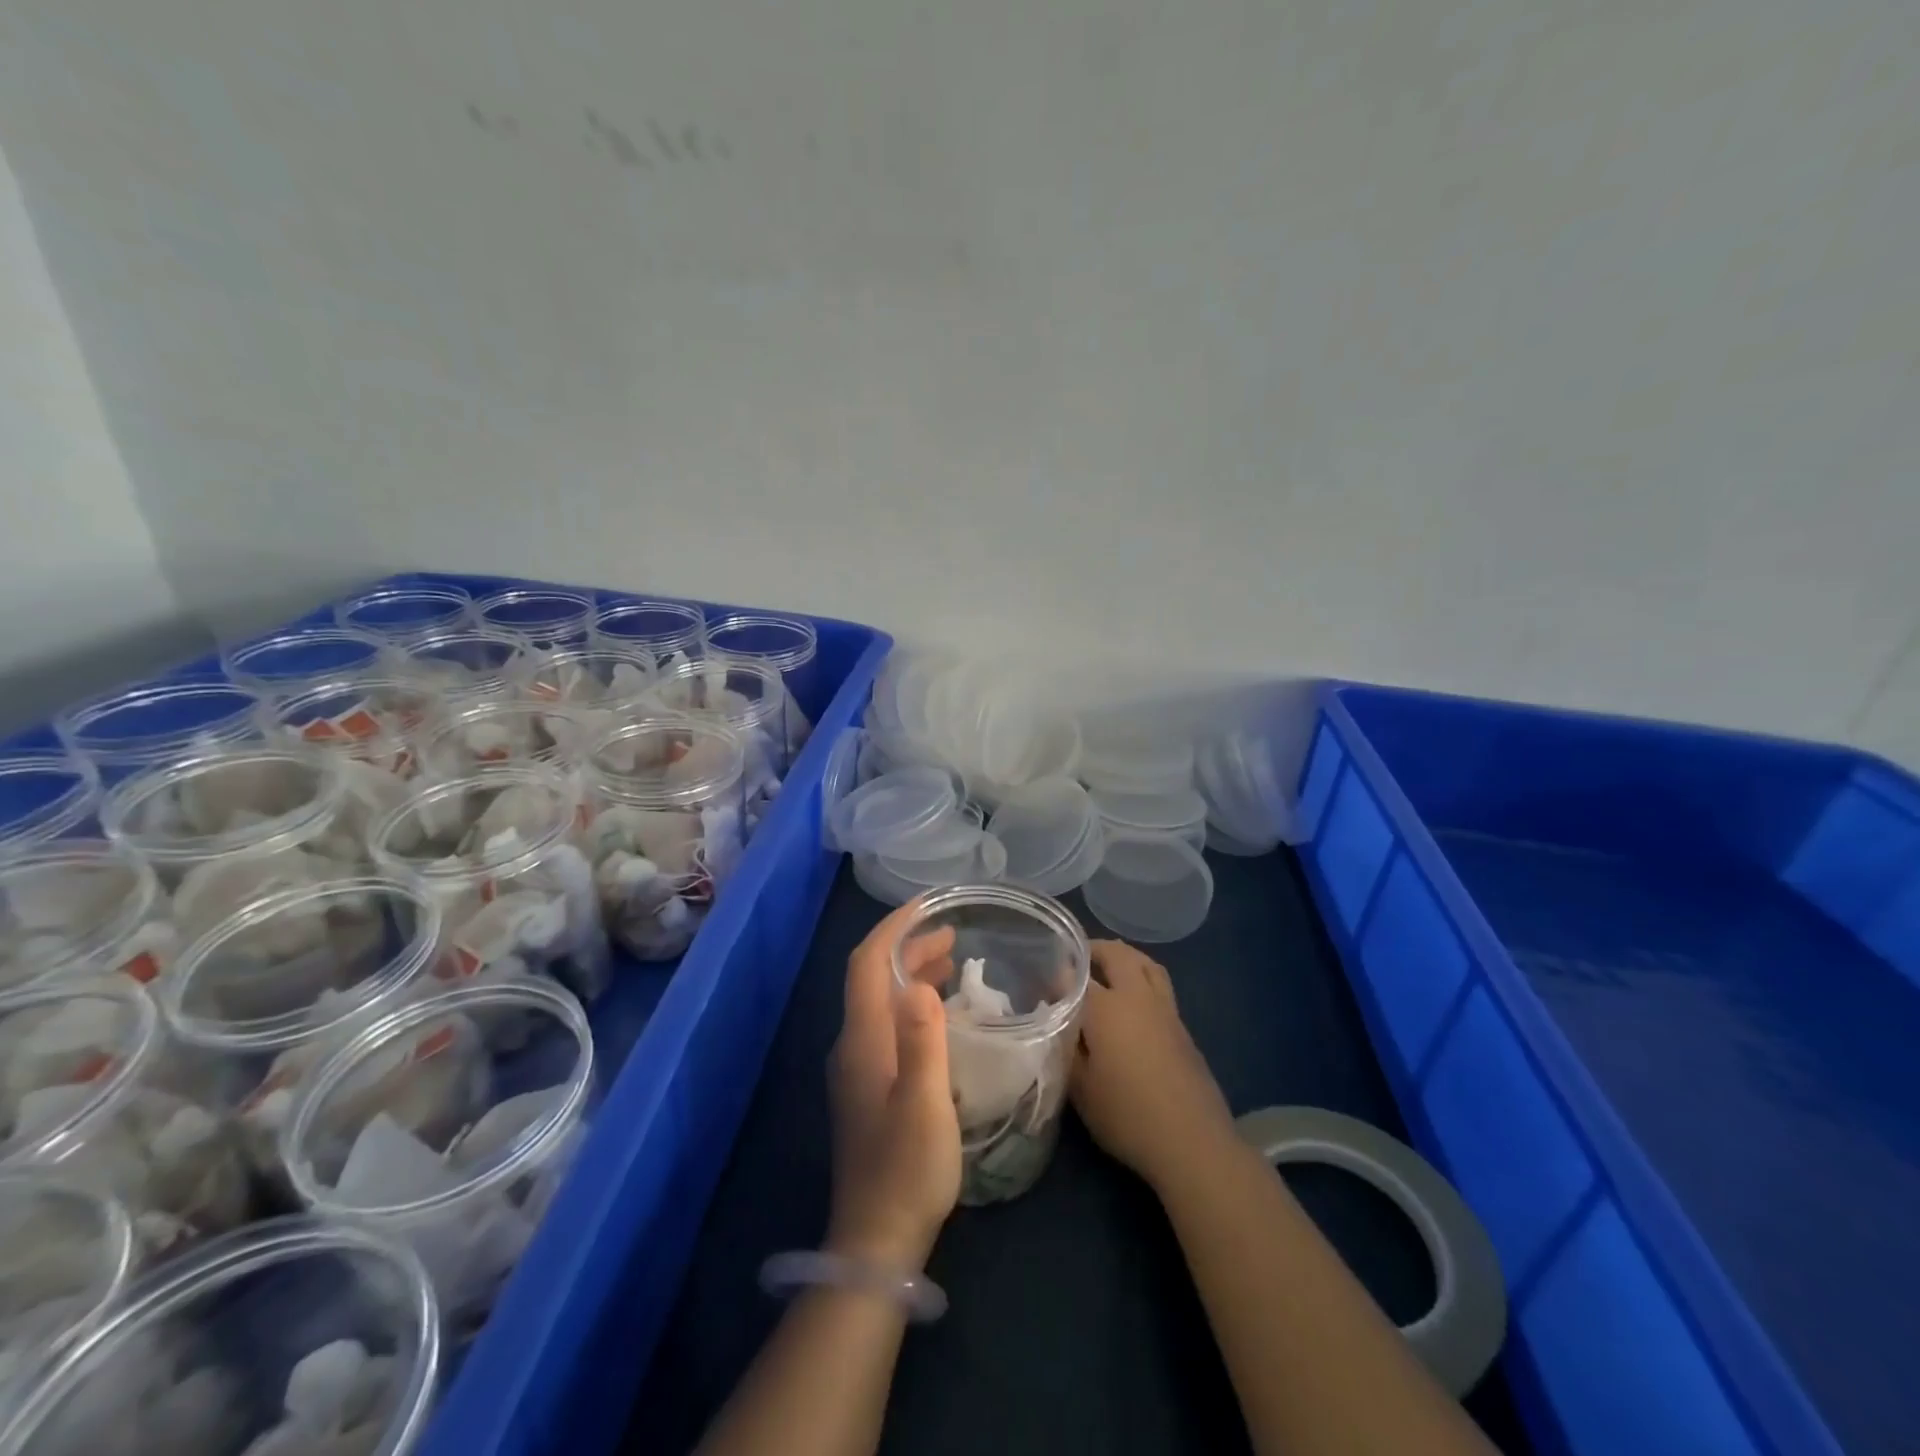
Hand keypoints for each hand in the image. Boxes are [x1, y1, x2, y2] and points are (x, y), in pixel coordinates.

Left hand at [826, 901, 961, 1270]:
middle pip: (871, 979)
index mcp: (862, 1040)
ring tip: (951, 963)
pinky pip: (888, 1025)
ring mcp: (857, 1069)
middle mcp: (853, 1046)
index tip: (927, 906)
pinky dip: (912, 1004)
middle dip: (907, 947)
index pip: (866, 964)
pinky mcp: (868, 1088)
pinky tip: (940, 1015)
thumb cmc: (906, 1169)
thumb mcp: (925, 1103)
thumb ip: (923, 1040)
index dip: (893, 929)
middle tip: (951, 934)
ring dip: (910, 974)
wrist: (875, 1241)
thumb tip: (917, 981)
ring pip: (880, 1002)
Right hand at [1071, 940, 1236, 1189]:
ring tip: (1107, 967)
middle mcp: (1137, 996)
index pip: (1076, 975)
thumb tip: (1055, 1015)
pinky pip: (1160, 985)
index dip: (1058, 974)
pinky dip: (1142, 978)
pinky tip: (1133, 1003)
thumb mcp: (1080, 1087)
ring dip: (1125, 957)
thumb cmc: (1126, 1115)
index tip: (1044, 981)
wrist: (1192, 1141)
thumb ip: (1065, 1044)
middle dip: (1095, 949)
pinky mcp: (1183, 1027)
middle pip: (1117, 954)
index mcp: (1106, 1007)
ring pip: (1145, 964)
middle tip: (1076, 959)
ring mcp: (1165, 1009)